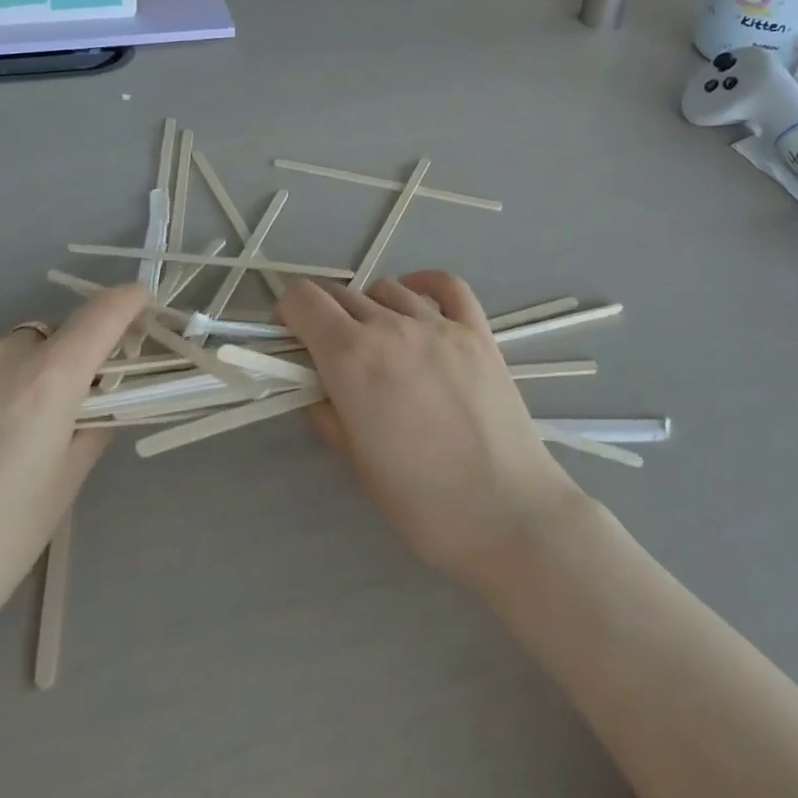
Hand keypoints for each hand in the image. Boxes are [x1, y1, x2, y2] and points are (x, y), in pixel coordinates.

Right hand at [280, 272, 589, 591]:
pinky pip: (447, 285)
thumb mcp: (357, 464)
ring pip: (387, 288)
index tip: (290, 340)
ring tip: (376, 340)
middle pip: (341, 293)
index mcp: (352, 358)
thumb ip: (329, 412)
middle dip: (323, 314)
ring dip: (369, 306)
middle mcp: (391, 327)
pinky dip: (424, 284)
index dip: (288, 314)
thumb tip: (319, 386)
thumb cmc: (423, 503)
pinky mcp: (478, 331)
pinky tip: (417, 300)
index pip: (304, 300)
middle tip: (328, 351)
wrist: (508, 514)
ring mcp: (439, 324)